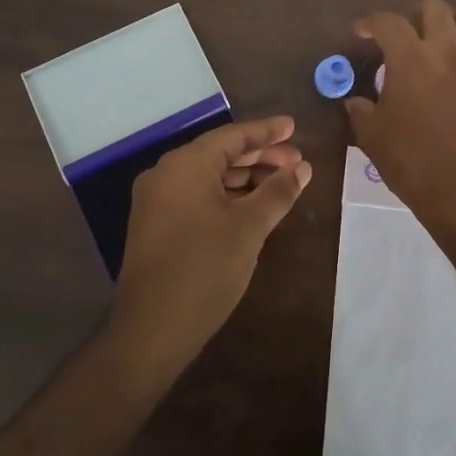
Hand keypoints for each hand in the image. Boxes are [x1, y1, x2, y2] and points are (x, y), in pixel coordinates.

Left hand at [111, 117, 311, 363]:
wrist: (152, 328)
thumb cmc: (205, 268)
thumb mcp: (249, 227)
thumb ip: (277, 192)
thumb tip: (302, 168)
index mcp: (185, 165)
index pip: (232, 137)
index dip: (266, 132)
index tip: (294, 127)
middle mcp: (166, 174)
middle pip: (219, 154)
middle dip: (259, 156)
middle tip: (296, 161)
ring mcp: (157, 201)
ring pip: (208, 176)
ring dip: (244, 177)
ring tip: (281, 183)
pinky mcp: (156, 225)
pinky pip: (196, 196)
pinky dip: (226, 195)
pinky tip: (251, 206)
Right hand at [345, 0, 455, 234]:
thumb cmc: (412, 162)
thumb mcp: (372, 136)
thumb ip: (361, 110)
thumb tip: (356, 101)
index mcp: (411, 59)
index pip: (388, 23)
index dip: (370, 23)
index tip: (360, 33)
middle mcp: (445, 52)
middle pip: (435, 9)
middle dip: (413, 14)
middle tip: (399, 36)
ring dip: (451, 21)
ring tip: (434, 40)